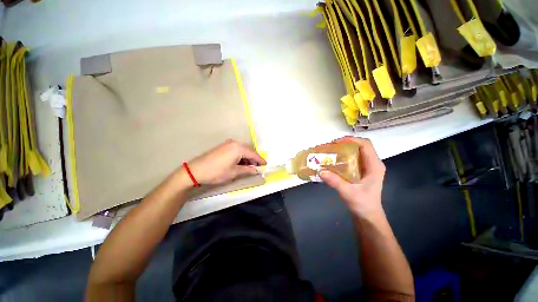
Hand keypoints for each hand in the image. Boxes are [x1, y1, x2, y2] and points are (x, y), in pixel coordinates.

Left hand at [186, 139, 266, 184]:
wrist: (196, 170)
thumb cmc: (217, 172)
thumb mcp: (234, 172)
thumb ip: (247, 170)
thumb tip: (256, 170)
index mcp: (238, 148)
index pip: (253, 154)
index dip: (260, 160)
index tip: (265, 164)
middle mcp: (234, 143)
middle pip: (248, 150)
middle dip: (254, 159)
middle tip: (258, 167)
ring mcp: (228, 143)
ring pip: (242, 150)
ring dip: (247, 158)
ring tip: (250, 166)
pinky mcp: (223, 146)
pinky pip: (236, 150)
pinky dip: (240, 156)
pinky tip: (241, 162)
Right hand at [320, 136, 385, 217]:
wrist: (368, 217)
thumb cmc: (363, 205)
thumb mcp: (349, 193)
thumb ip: (335, 182)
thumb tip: (321, 171)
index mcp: (374, 166)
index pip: (365, 145)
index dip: (351, 140)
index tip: (336, 142)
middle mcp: (372, 163)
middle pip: (359, 146)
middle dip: (343, 144)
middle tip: (329, 147)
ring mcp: (366, 167)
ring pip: (354, 152)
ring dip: (341, 150)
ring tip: (328, 151)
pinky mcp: (360, 171)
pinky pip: (351, 159)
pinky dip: (341, 157)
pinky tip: (331, 160)